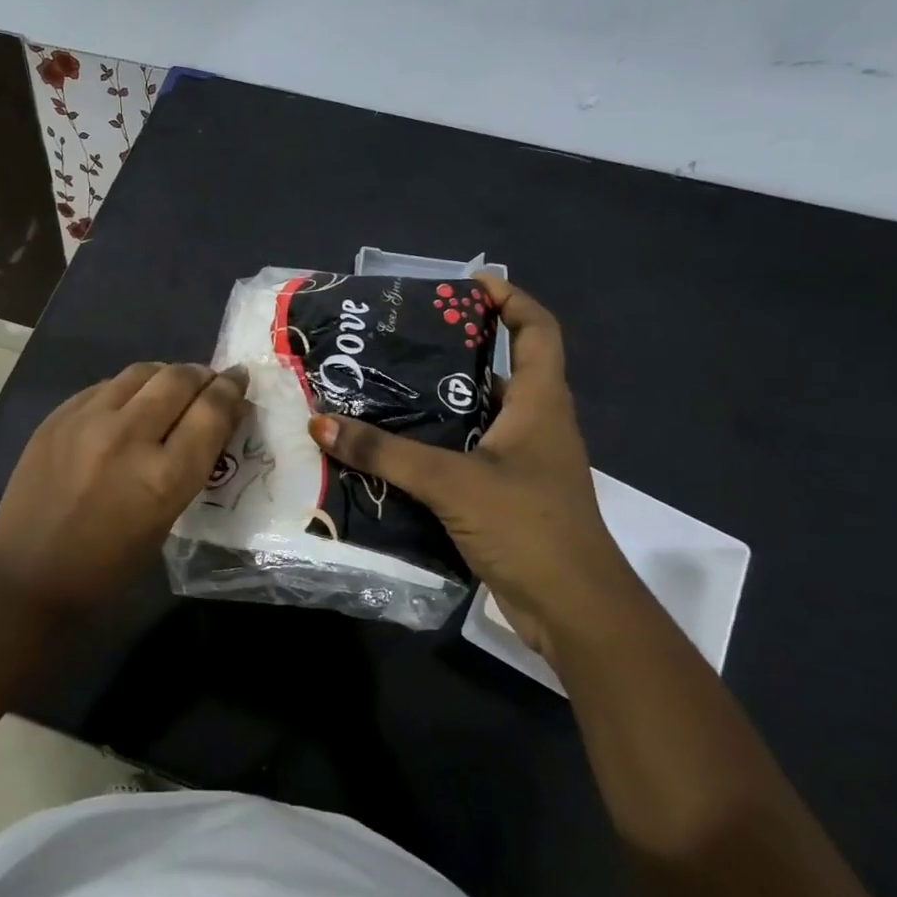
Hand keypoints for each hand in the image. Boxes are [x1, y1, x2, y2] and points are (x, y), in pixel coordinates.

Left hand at [0, 362, 249, 622]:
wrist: (29, 572)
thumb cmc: (108, 564)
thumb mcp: (166, 519)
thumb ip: (192, 464)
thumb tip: (215, 420)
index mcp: (163, 476)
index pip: (211, 412)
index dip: (231, 391)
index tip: (239, 381)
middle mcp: (128, 437)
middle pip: (179, 380)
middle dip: (203, 375)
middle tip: (211, 379)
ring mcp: (88, 420)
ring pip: (142, 372)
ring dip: (166, 375)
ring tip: (173, 385)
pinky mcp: (59, 415)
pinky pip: (106, 385)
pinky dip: (129, 388)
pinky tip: (130, 401)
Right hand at [308, 276, 639, 658]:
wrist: (575, 612)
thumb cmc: (528, 526)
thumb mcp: (451, 482)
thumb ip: (385, 453)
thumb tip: (321, 423)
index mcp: (541, 403)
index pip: (538, 330)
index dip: (510, 299)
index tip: (467, 285)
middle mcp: (537, 424)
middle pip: (502, 369)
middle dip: (456, 349)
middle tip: (400, 339)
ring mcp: (524, 463)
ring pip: (479, 415)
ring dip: (439, 401)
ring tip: (383, 389)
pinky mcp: (507, 495)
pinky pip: (467, 453)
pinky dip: (435, 445)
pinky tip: (393, 450)